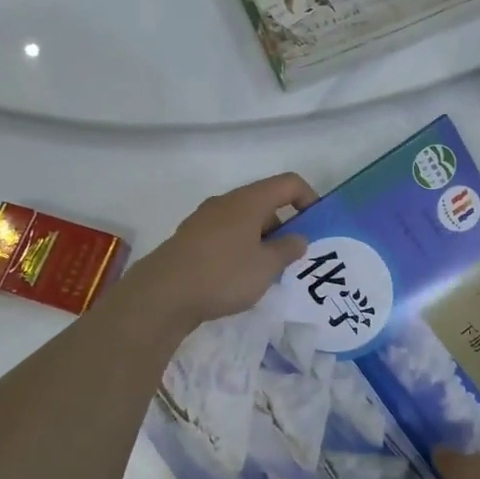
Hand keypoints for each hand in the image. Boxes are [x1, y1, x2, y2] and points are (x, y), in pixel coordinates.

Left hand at [125, 173, 318, 331]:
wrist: (162, 294)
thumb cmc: (223, 274)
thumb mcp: (266, 266)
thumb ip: (287, 249)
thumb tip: (298, 237)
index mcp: (249, 200)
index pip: (288, 183)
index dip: (309, 199)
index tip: (317, 227)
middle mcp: (226, 202)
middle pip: (265, 202)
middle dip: (285, 225)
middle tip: (294, 257)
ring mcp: (204, 219)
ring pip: (244, 221)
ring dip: (262, 240)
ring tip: (268, 272)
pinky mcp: (190, 239)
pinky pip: (226, 235)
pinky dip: (241, 248)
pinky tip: (239, 277)